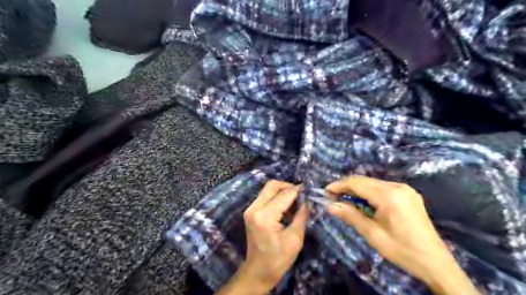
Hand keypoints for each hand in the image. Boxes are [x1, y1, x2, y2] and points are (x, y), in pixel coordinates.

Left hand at [215, 180, 308, 293]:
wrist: (258, 272)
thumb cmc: (278, 259)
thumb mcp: (295, 238)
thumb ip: (302, 215)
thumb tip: (308, 200)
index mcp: (265, 216)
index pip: (284, 195)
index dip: (298, 190)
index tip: (310, 189)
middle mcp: (254, 208)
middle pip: (272, 185)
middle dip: (289, 187)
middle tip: (302, 195)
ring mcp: (250, 209)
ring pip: (268, 189)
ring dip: (283, 192)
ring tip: (296, 203)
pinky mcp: (251, 212)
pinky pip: (265, 197)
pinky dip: (277, 198)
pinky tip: (287, 208)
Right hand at [327, 176, 479, 293]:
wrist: (435, 263)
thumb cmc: (402, 250)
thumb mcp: (373, 235)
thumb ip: (351, 216)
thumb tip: (330, 205)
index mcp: (389, 196)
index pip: (357, 183)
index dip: (339, 185)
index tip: (326, 191)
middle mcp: (397, 187)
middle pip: (365, 180)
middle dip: (347, 187)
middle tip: (333, 197)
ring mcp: (405, 189)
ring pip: (373, 183)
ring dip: (358, 190)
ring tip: (346, 201)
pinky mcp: (408, 194)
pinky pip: (383, 187)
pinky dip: (369, 193)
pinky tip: (365, 203)